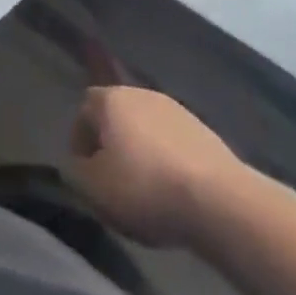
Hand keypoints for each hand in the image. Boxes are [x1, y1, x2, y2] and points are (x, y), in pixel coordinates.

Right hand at [69, 85, 246, 248]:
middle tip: (113, 179)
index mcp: (110, 100)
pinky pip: (173, 142)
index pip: (84, 111)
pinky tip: (174, 190)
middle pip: (116, 115)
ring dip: (141, 151)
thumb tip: (78, 164)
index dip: (80, 140)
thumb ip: (76, 172)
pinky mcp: (203, 131)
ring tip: (146, 188)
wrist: (219, 201)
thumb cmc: (145, 188)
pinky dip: (167, 160)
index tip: (85, 172)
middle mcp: (140, 94)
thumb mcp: (94, 189)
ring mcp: (175, 109)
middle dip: (111, 143)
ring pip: (146, 128)